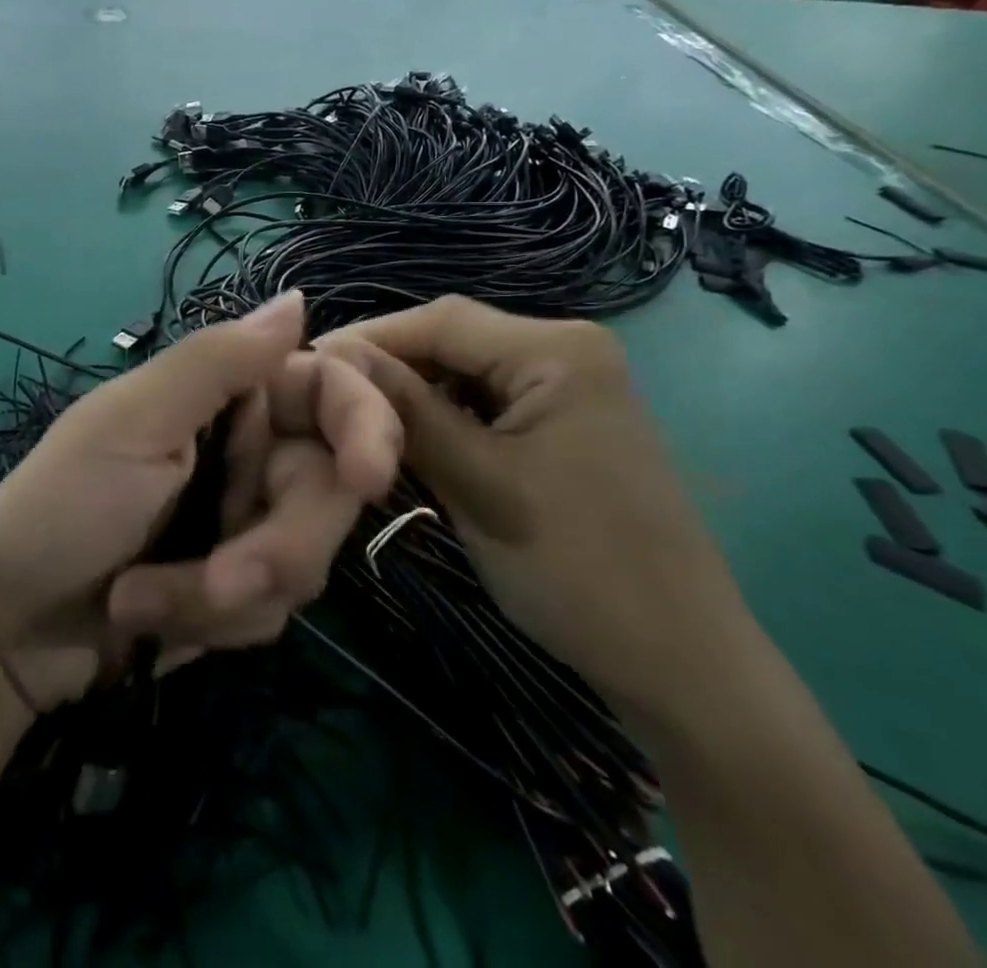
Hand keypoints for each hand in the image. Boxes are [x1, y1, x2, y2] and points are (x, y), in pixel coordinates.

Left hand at [0, 292, 402, 709]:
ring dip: (224, 594)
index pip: (330, 390)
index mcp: (228, 396)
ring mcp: (246, 523)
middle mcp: (248, 452)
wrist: (4, 628)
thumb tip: (297, 299)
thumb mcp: (135, 422)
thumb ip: (219, 361)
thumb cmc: (61, 506)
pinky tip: (149, 622)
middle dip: (277, 547)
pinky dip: (212, 625)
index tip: (367, 478)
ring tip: (141, 600)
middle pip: (329, 491)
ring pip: (306, 562)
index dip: (366, 426)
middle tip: (218, 581)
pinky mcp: (238, 591)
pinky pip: (273, 612)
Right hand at [323, 297, 760, 728]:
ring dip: (412, 395)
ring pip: (463, 373)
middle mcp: (566, 351)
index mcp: (558, 350)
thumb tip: (332, 354)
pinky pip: (486, 403)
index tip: (305, 364)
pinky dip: (444, 419)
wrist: (680, 666)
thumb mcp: (477, 482)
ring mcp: (569, 387)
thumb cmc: (578, 568)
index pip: (441, 320)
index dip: (369, 338)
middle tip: (325, 399)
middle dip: (389, 369)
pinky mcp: (563, 423)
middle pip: (452, 341)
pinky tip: (410, 442)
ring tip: (358, 421)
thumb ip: (404, 410)